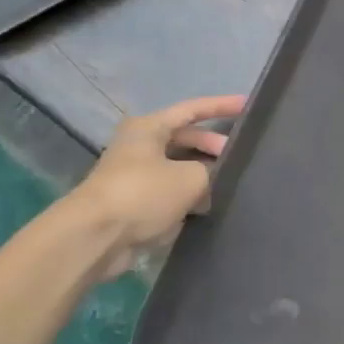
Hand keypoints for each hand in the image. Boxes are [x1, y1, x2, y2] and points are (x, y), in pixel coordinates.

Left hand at [70, 94, 246, 271]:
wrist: (95, 238)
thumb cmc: (143, 194)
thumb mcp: (190, 178)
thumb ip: (211, 172)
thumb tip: (210, 182)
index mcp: (149, 128)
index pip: (193, 109)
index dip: (222, 106)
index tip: (248, 106)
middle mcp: (140, 146)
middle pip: (186, 139)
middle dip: (214, 147)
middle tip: (239, 159)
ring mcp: (136, 176)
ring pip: (179, 168)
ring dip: (203, 175)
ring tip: (230, 184)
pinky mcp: (135, 204)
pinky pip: (170, 193)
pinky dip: (189, 197)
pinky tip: (210, 207)